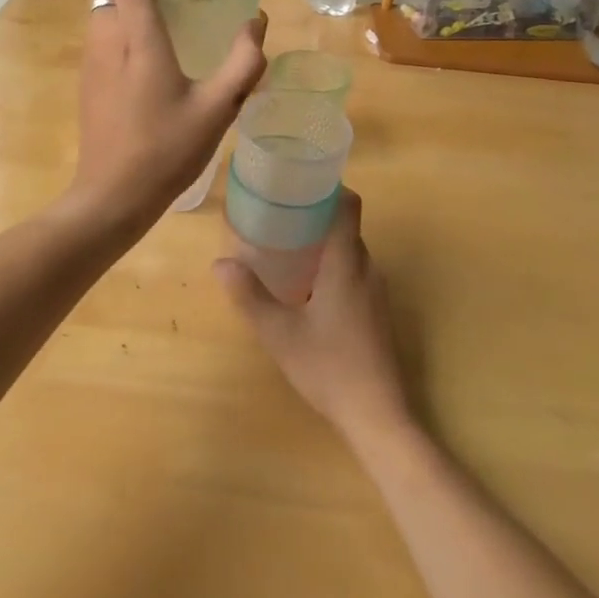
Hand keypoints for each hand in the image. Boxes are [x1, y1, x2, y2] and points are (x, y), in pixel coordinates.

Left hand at [68, 0, 266, 231]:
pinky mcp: (88, 76)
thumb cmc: (166, 151)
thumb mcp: (218, 108)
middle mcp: (107, 37)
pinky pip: (100, 23)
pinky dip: (122, 9)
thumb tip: (257, 23)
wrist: (110, 197)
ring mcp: (92, 57)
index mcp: (137, 38)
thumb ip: (244, 62)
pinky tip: (152, 37)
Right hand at [214, 191, 412, 447]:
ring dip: (324, 241)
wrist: (378, 416)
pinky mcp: (376, 311)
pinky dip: (332, 263)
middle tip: (280, 212)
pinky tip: (306, 284)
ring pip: (350, 250)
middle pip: (346, 226)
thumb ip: (250, 296)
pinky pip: (354, 270)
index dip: (330, 186)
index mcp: (346, 264)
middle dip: (317, 214)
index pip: (348, 206)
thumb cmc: (329, 368)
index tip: (300, 181)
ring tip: (287, 244)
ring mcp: (375, 292)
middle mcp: (366, 269)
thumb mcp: (280, 334)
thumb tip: (220, 263)